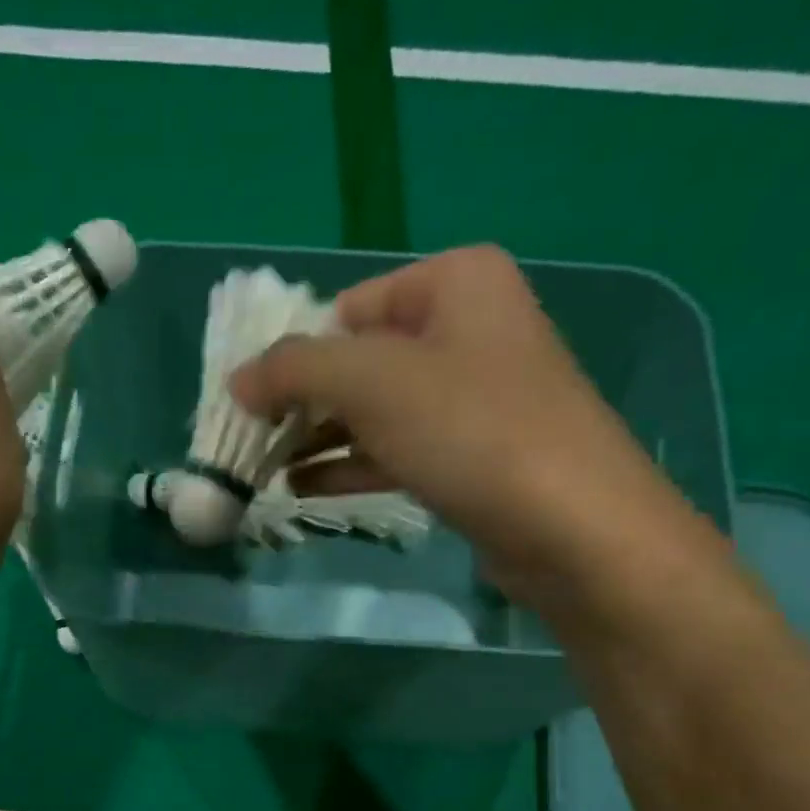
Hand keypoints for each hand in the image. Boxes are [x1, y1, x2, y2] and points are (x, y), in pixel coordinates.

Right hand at [231, 245, 705, 612]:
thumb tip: (237, 380)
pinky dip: (348, 467)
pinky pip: (394, 450)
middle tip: (250, 441)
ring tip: (262, 472)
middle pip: (357, 361)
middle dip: (301, 403)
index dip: (293, 354)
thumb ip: (293, 370)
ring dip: (317, 440)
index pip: (346, 308)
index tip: (248, 403)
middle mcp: (465, 329)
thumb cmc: (472, 430)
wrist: (572, 527)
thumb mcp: (370, 383)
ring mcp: (470, 397)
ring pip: (373, 411)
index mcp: (452, 283)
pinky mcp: (469, 455)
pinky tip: (302, 490)